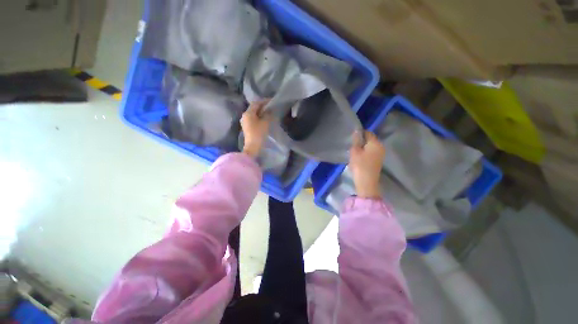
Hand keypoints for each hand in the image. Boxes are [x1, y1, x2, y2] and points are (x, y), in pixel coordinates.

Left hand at [241, 100, 271, 157]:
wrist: (252, 147)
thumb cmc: (259, 134)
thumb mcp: (265, 123)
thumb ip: (268, 114)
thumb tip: (269, 110)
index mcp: (248, 113)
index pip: (256, 103)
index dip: (264, 101)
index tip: (272, 101)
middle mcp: (244, 116)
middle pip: (254, 108)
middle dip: (262, 106)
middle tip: (271, 106)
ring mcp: (245, 122)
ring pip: (253, 114)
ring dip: (260, 112)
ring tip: (268, 112)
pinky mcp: (246, 127)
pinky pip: (253, 119)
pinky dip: (258, 117)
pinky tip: (264, 119)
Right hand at [350, 131, 385, 198]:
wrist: (366, 182)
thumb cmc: (359, 165)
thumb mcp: (355, 151)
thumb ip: (356, 140)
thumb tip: (357, 131)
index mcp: (375, 143)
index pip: (368, 133)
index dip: (359, 134)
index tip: (352, 139)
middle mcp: (381, 146)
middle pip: (370, 139)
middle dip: (361, 141)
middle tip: (352, 146)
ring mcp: (381, 154)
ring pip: (371, 146)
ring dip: (363, 147)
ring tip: (354, 152)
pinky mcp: (379, 160)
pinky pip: (372, 152)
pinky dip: (366, 153)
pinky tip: (359, 158)